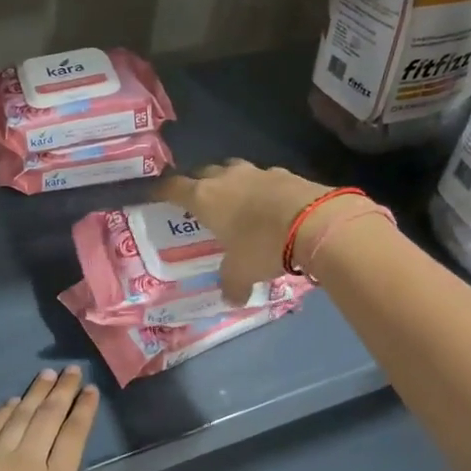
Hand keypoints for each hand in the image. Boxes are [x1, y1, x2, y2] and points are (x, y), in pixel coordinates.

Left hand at [0, 367, 114, 470]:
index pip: (74, 435)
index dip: (84, 409)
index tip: (91, 390)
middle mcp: (28, 463)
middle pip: (49, 416)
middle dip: (63, 390)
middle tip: (72, 371)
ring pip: (20, 415)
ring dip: (35, 392)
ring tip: (47, 374)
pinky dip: (3, 412)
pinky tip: (12, 401)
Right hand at [156, 160, 349, 303]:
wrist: (316, 222)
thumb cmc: (263, 245)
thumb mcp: (242, 272)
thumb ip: (232, 284)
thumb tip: (231, 299)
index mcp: (205, 198)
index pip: (173, 187)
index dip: (161, 190)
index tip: (154, 193)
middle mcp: (226, 179)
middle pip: (203, 172)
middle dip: (198, 183)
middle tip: (198, 199)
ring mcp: (258, 172)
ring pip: (234, 170)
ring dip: (230, 182)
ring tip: (234, 200)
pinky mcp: (286, 174)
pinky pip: (265, 178)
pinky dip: (261, 189)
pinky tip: (269, 205)